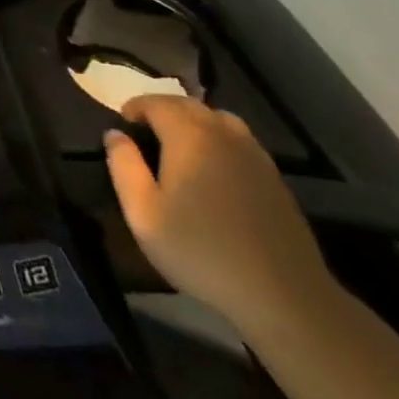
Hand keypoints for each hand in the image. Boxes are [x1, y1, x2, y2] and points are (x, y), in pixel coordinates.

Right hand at [104, 95, 336, 333]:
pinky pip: (237, 140)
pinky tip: (214, 169)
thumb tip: (115, 134)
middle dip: (162, 111)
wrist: (283, 295)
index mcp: (188, 134)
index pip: (155, 102)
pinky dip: (218, 140)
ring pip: (216, 119)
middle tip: (145, 134)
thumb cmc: (202, 252)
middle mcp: (222, 131)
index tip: (122, 125)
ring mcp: (252, 152)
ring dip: (192, 122)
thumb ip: (123, 166)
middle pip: (187, 105)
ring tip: (178, 146)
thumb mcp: (144, 215)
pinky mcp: (273, 175)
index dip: (134, 107)